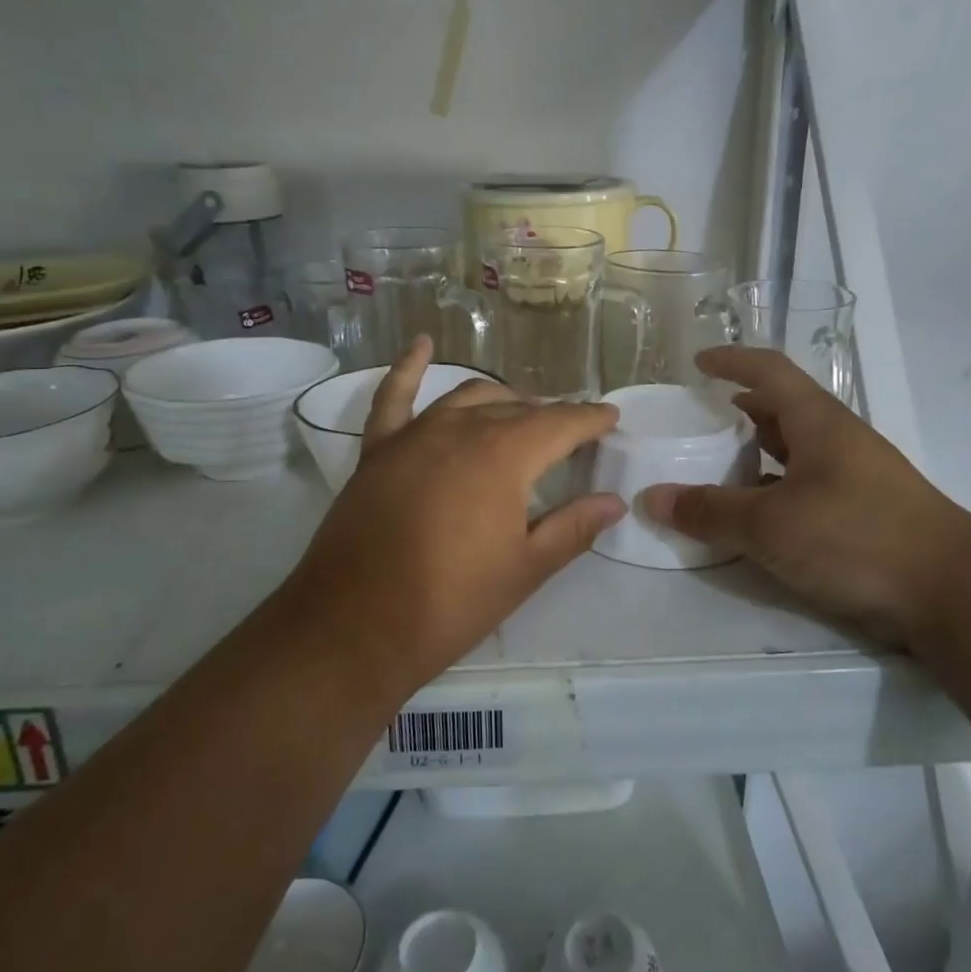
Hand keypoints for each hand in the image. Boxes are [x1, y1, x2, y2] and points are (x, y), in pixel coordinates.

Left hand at [277, 338, 625, 698]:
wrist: (355, 626)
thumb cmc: (451, 602)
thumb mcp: (525, 569)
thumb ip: (573, 528)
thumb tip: (614, 502)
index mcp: (505, 455)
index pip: (560, 424)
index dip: (590, 420)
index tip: (610, 418)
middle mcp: (461, 429)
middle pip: (517, 409)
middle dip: (550, 415)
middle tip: (571, 432)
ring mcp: (414, 434)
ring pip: (467, 397)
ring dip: (500, 399)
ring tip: (521, 410)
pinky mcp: (377, 450)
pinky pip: (393, 396)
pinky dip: (409, 368)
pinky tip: (421, 345)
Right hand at [643, 347, 970, 652]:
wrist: (954, 593)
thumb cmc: (858, 538)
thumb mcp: (771, 525)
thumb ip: (710, 511)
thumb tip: (651, 497)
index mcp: (818, 423)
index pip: (770, 371)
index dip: (732, 361)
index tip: (697, 363)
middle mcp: (838, 441)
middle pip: (783, 408)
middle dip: (740, 408)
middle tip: (700, 419)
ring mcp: (855, 477)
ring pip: (795, 450)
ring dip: (757, 451)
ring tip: (718, 465)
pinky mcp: (863, 513)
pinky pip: (805, 486)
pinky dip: (774, 490)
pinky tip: (756, 515)